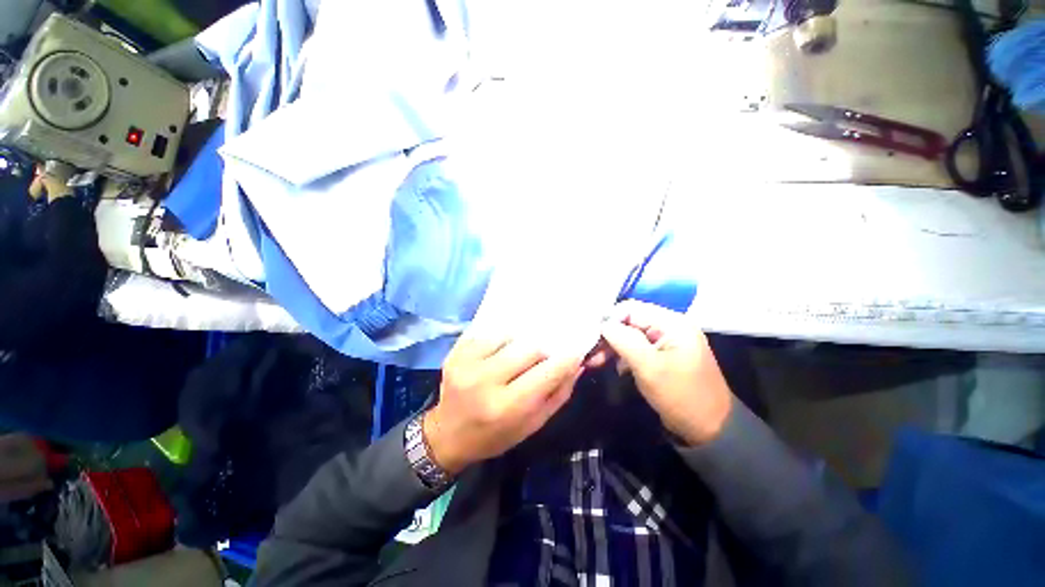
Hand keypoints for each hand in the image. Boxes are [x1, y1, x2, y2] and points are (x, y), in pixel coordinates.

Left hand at [423, 333, 582, 474]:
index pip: (547, 373)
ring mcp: (466, 363)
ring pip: (509, 336)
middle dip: (542, 352)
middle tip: (541, 358)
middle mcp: (485, 381)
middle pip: (529, 348)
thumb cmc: (495, 436)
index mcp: (507, 407)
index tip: (576, 350)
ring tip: (515, 357)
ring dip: (519, 345)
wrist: (447, 435)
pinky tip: (498, 352)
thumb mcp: (532, 425)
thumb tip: (577, 364)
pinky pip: (488, 333)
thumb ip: (558, 394)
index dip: (566, 359)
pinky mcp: (455, 352)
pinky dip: (500, 340)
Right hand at [598, 300, 732, 444]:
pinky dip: (623, 355)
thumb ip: (624, 340)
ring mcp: (667, 341)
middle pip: (630, 321)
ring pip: (631, 335)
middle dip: (609, 335)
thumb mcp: (649, 367)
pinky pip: (638, 347)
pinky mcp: (663, 355)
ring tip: (595, 361)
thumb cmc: (680, 395)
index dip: (609, 319)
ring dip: (613, 346)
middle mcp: (669, 326)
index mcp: (672, 323)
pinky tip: (614, 367)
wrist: (710, 429)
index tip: (591, 336)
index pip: (631, 309)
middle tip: (590, 352)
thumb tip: (603, 324)